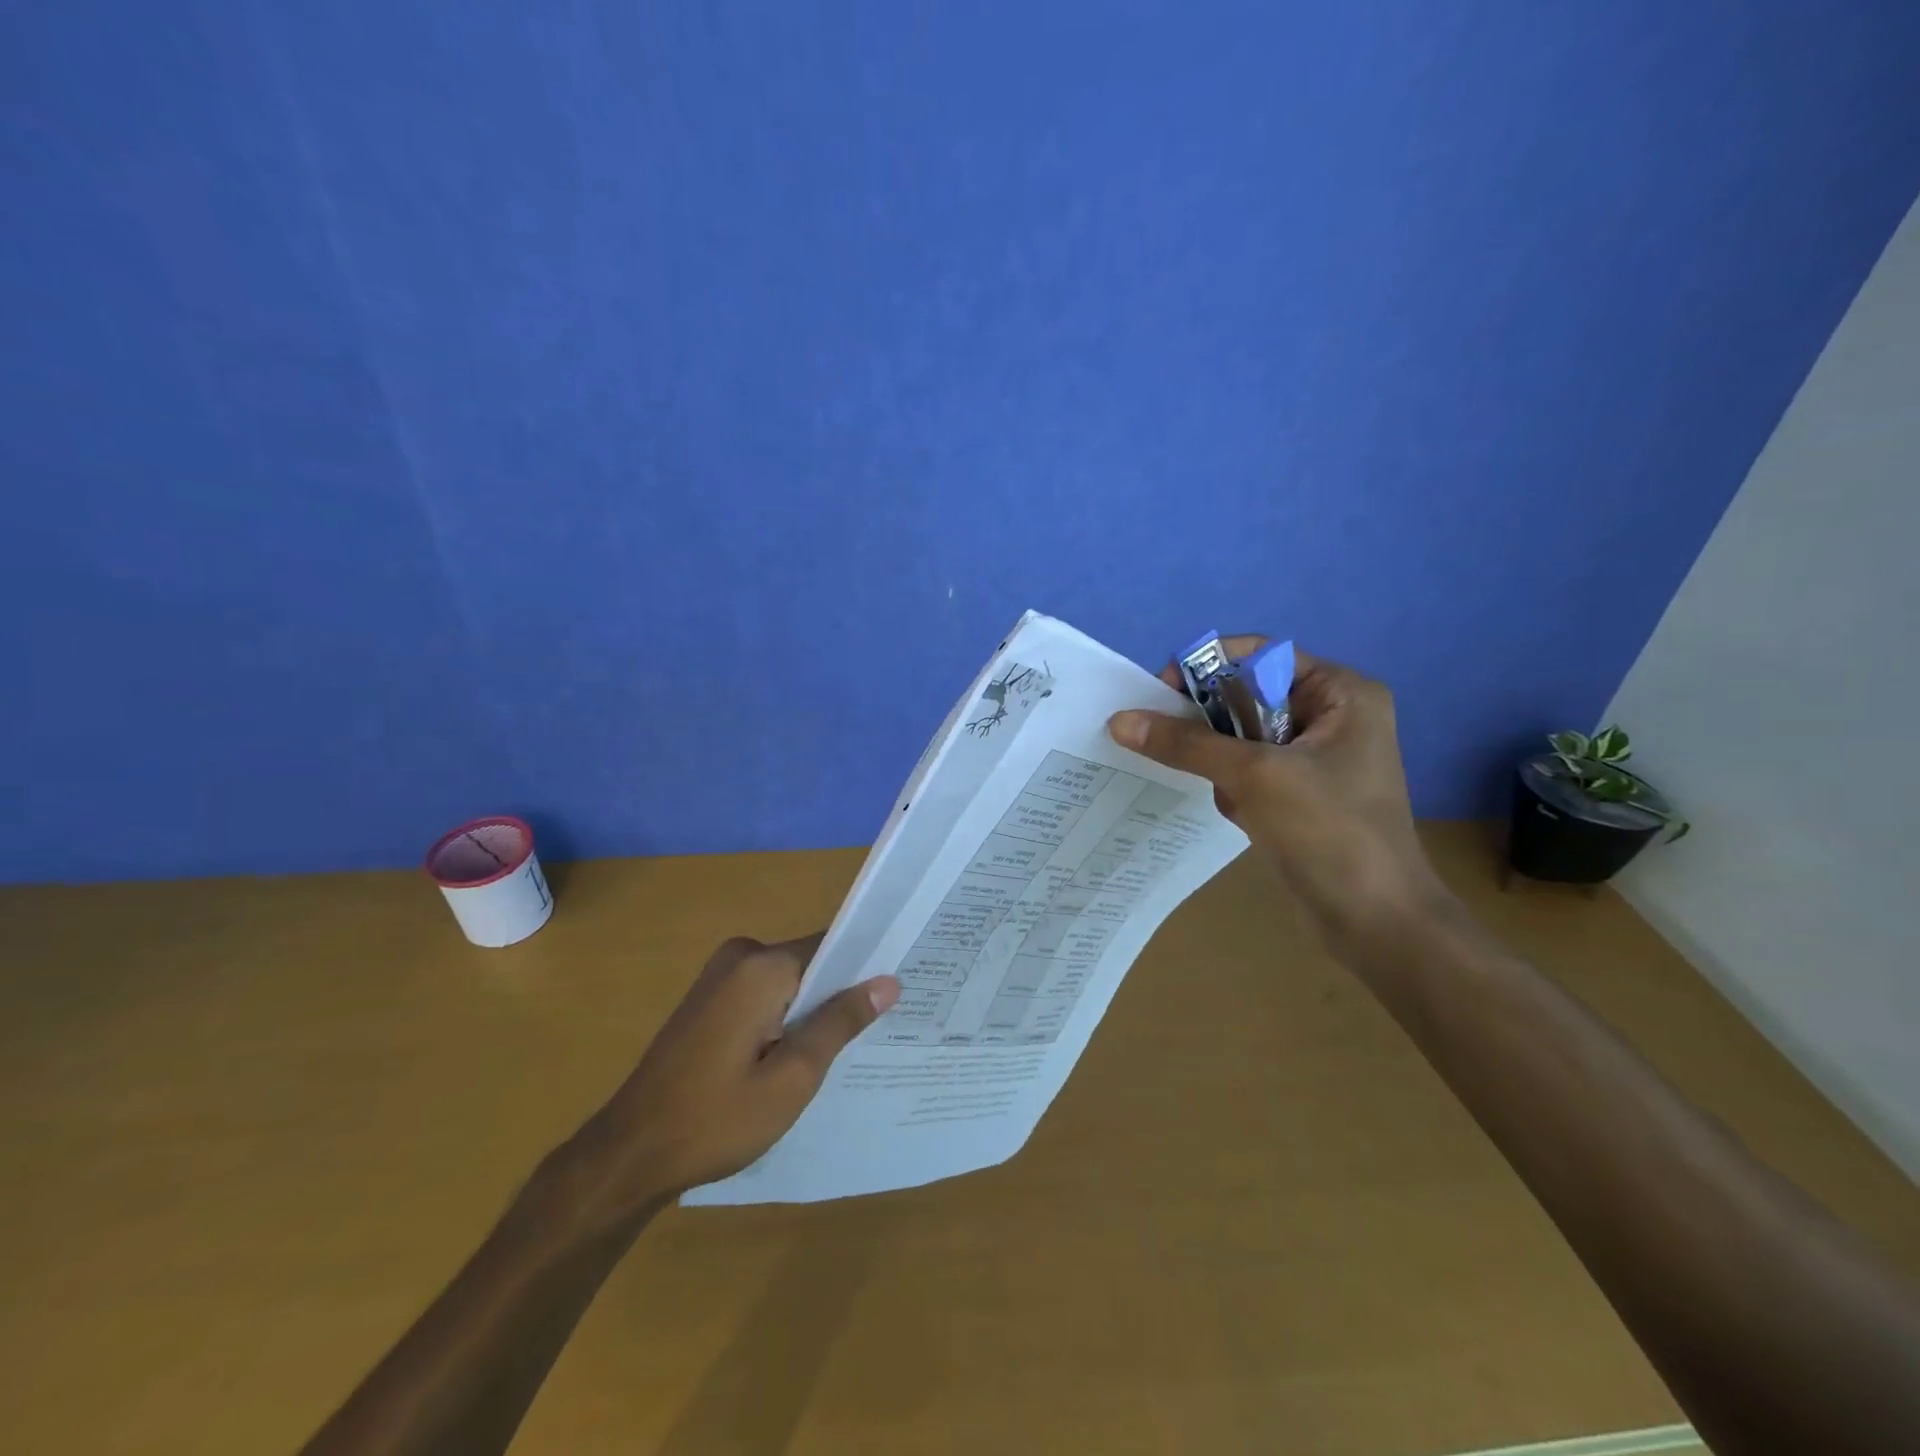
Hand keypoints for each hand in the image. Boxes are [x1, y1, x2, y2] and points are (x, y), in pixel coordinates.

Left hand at [561, 935, 899, 1217]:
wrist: (629, 1154)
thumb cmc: (717, 1119)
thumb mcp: (793, 1077)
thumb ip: (840, 1022)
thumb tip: (888, 982)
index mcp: (762, 966)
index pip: (833, 947)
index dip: (866, 970)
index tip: (898, 994)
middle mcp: (740, 956)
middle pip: (811, 963)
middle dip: (839, 995)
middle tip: (875, 1033)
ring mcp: (719, 975)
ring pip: (789, 982)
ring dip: (812, 1011)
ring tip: (845, 1049)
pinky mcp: (709, 998)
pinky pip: (764, 995)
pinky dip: (785, 1018)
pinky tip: (798, 1056)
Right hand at [1109, 638, 1443, 938]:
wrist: (1375, 923)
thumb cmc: (1329, 831)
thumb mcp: (1254, 775)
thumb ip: (1186, 743)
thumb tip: (1119, 720)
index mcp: (1340, 693)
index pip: (1260, 657)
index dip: (1208, 667)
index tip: (1160, 694)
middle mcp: (1330, 717)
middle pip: (1246, 697)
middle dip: (1209, 722)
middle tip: (1168, 740)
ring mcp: (1314, 759)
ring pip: (1240, 738)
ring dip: (1219, 762)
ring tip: (1228, 793)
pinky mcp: (1298, 795)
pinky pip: (1246, 772)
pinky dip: (1231, 788)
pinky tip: (1242, 816)